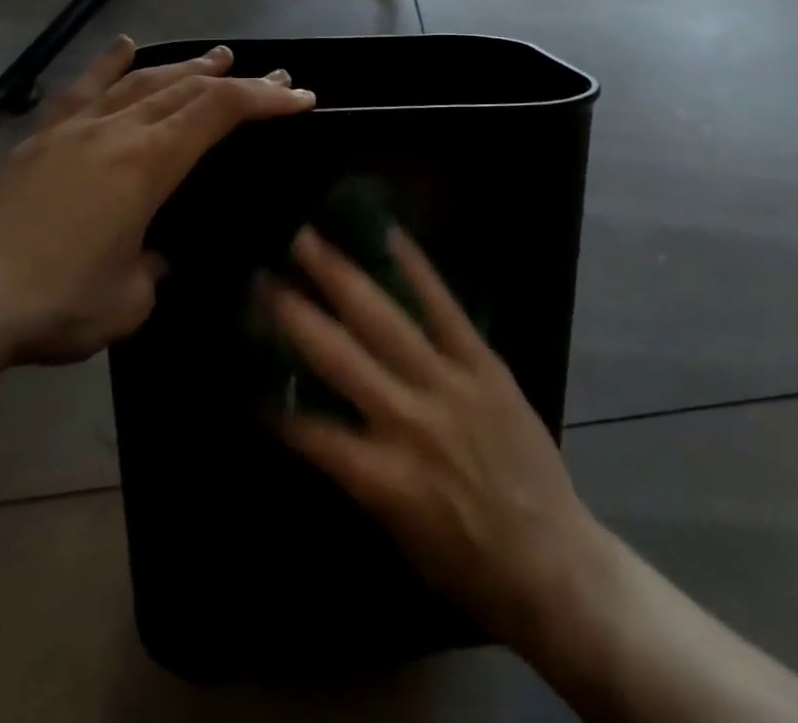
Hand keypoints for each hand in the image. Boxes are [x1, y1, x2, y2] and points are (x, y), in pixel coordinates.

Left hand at [0, 37, 314, 365]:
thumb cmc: (55, 304)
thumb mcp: (129, 301)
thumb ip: (152, 268)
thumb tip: (150, 252)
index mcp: (148, 164)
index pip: (220, 113)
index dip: (265, 99)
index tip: (299, 97)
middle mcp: (117, 131)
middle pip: (189, 89)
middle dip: (238, 81)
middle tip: (272, 76)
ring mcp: (75, 129)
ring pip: (142, 80)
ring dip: (186, 66)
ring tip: (217, 56)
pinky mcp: (39, 138)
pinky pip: (83, 88)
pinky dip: (110, 63)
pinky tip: (125, 44)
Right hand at [262, 227, 602, 651]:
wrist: (553, 561)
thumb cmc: (466, 562)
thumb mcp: (395, 532)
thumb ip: (354, 470)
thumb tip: (313, 418)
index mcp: (382, 478)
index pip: (309, 429)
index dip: (272, 397)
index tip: (244, 359)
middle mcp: (409, 422)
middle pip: (338, 356)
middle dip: (295, 311)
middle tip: (262, 270)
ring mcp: (450, 385)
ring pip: (385, 320)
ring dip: (342, 276)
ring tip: (309, 239)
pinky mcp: (484, 364)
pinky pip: (445, 308)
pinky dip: (415, 269)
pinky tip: (390, 235)